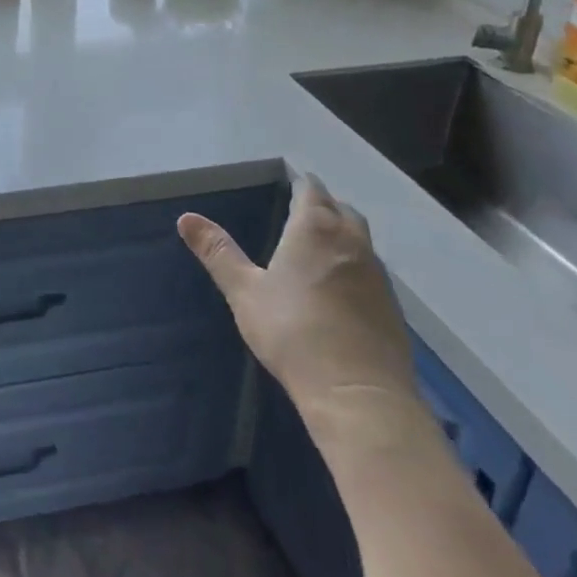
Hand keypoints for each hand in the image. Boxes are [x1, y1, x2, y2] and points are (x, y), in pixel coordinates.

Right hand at [179, 174, 414, 423]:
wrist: (358, 394)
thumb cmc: (292, 332)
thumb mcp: (244, 291)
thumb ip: (218, 252)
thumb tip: (185, 218)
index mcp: (314, 229)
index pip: (311, 191)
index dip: (301, 185)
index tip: (292, 183)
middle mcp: (350, 242)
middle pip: (341, 209)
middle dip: (324, 205)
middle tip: (303, 211)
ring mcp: (376, 274)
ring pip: (360, 238)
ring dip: (342, 233)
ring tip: (320, 245)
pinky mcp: (391, 306)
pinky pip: (370, 269)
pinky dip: (354, 264)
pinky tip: (340, 286)